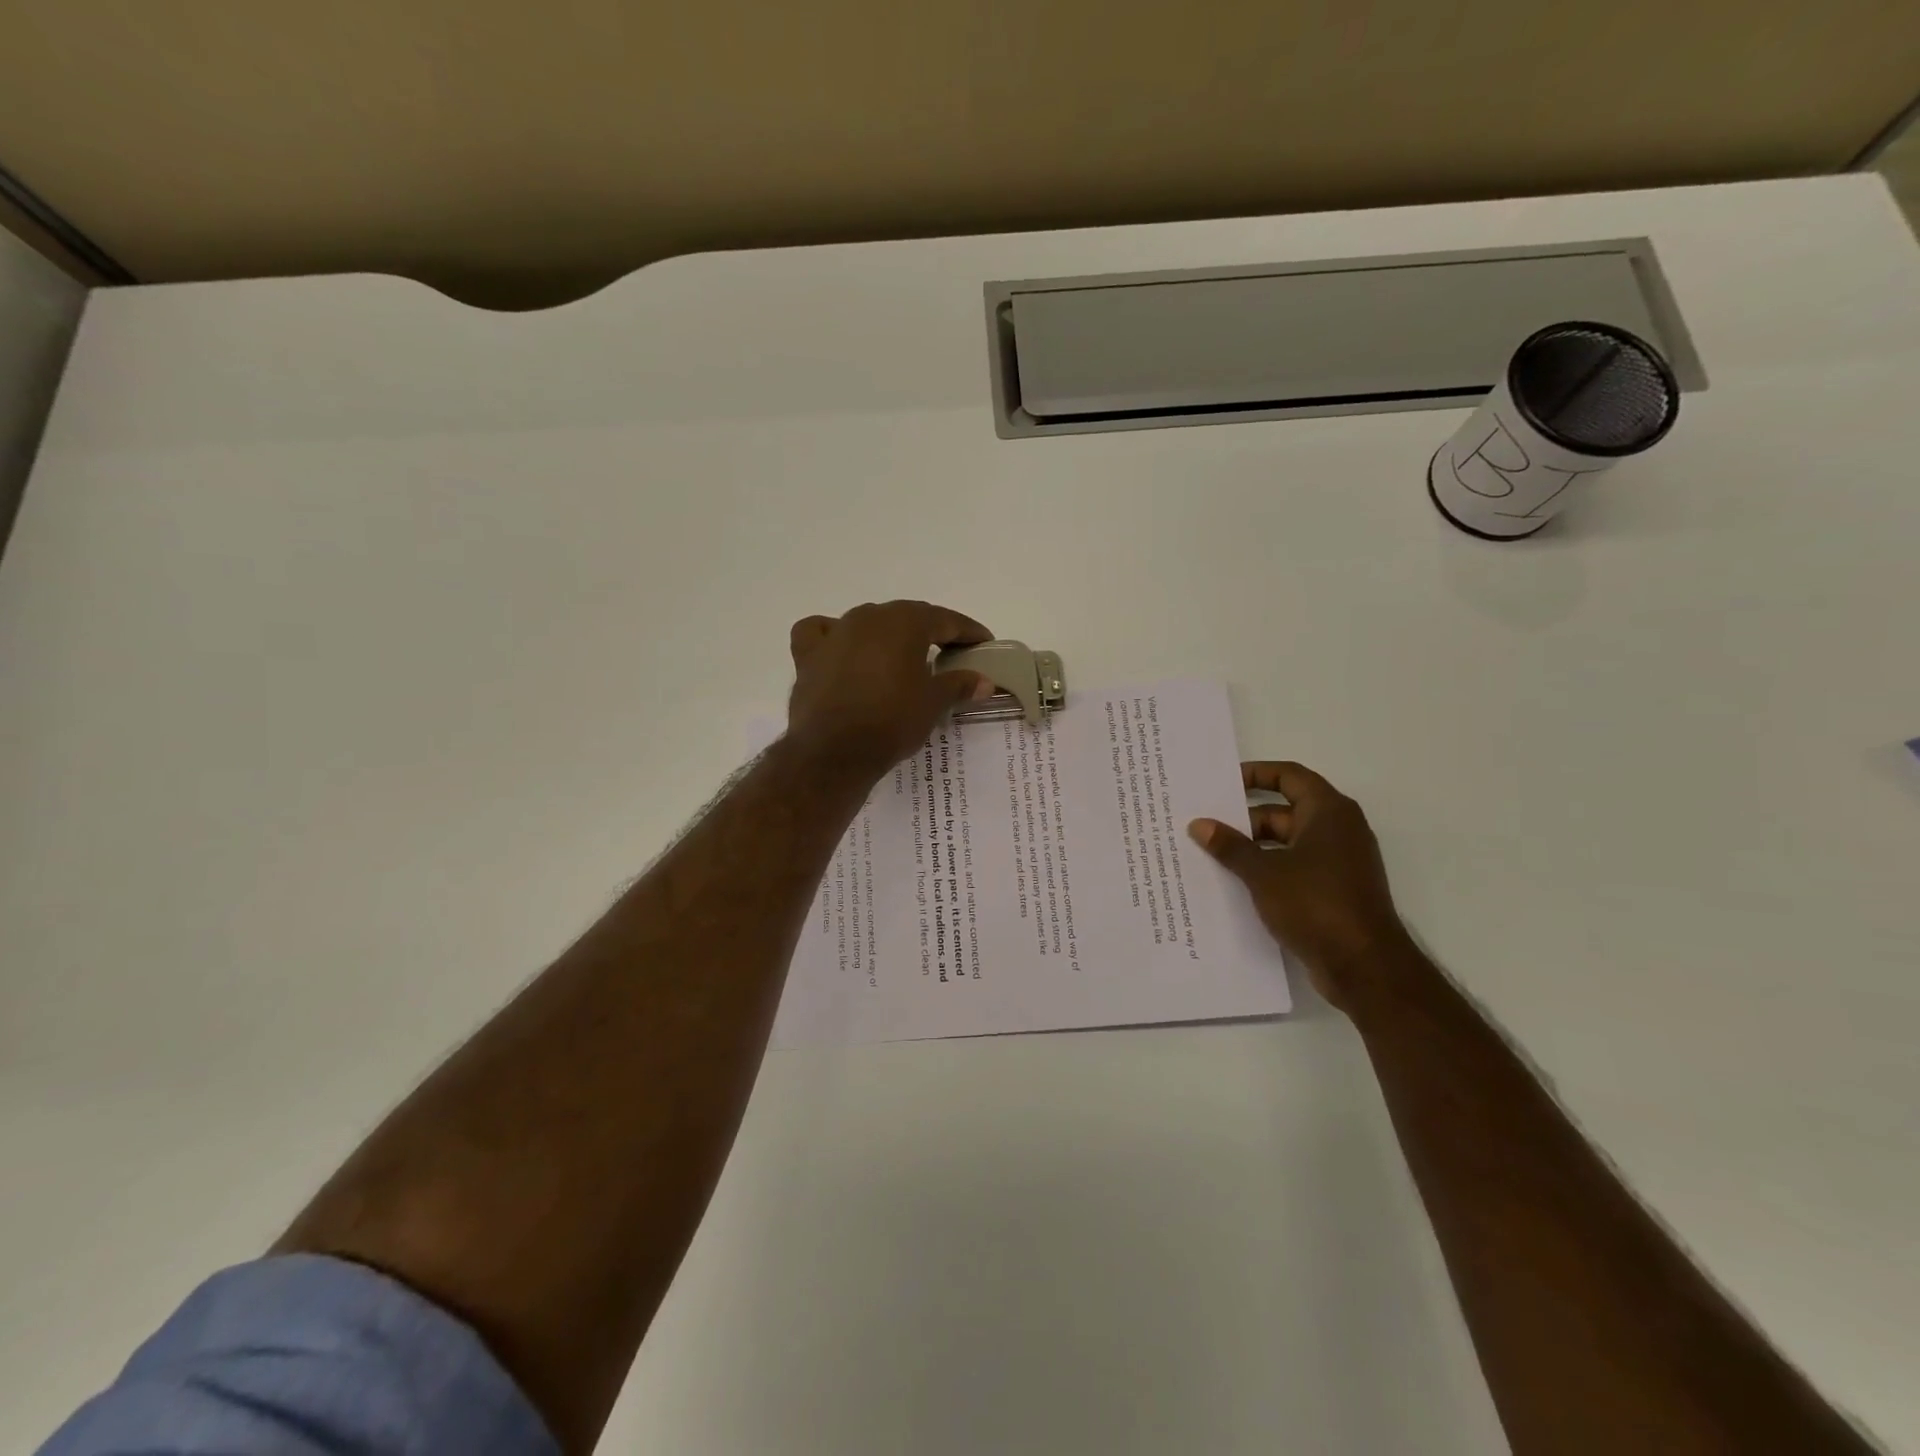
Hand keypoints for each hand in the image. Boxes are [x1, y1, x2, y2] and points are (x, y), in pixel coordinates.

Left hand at [786, 601, 995, 780]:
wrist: (833, 752)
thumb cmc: (891, 721)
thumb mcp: (933, 703)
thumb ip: (959, 684)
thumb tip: (984, 681)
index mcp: (904, 622)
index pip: (945, 619)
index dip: (967, 631)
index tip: (983, 643)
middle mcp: (868, 617)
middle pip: (907, 617)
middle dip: (931, 631)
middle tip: (950, 651)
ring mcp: (835, 633)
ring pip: (868, 622)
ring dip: (888, 635)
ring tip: (903, 657)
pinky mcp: (808, 654)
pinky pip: (821, 632)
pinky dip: (834, 636)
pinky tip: (842, 649)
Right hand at [1189, 762, 1407, 1010]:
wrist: (1364, 967)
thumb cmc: (1315, 904)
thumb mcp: (1263, 873)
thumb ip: (1230, 846)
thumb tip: (1198, 824)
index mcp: (1328, 812)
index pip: (1289, 776)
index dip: (1255, 774)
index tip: (1221, 782)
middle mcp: (1338, 830)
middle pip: (1285, 810)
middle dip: (1244, 818)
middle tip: (1205, 824)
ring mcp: (1339, 862)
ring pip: (1287, 842)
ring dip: (1253, 847)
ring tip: (1211, 854)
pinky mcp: (1335, 891)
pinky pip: (1295, 868)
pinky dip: (1268, 870)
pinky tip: (1235, 882)